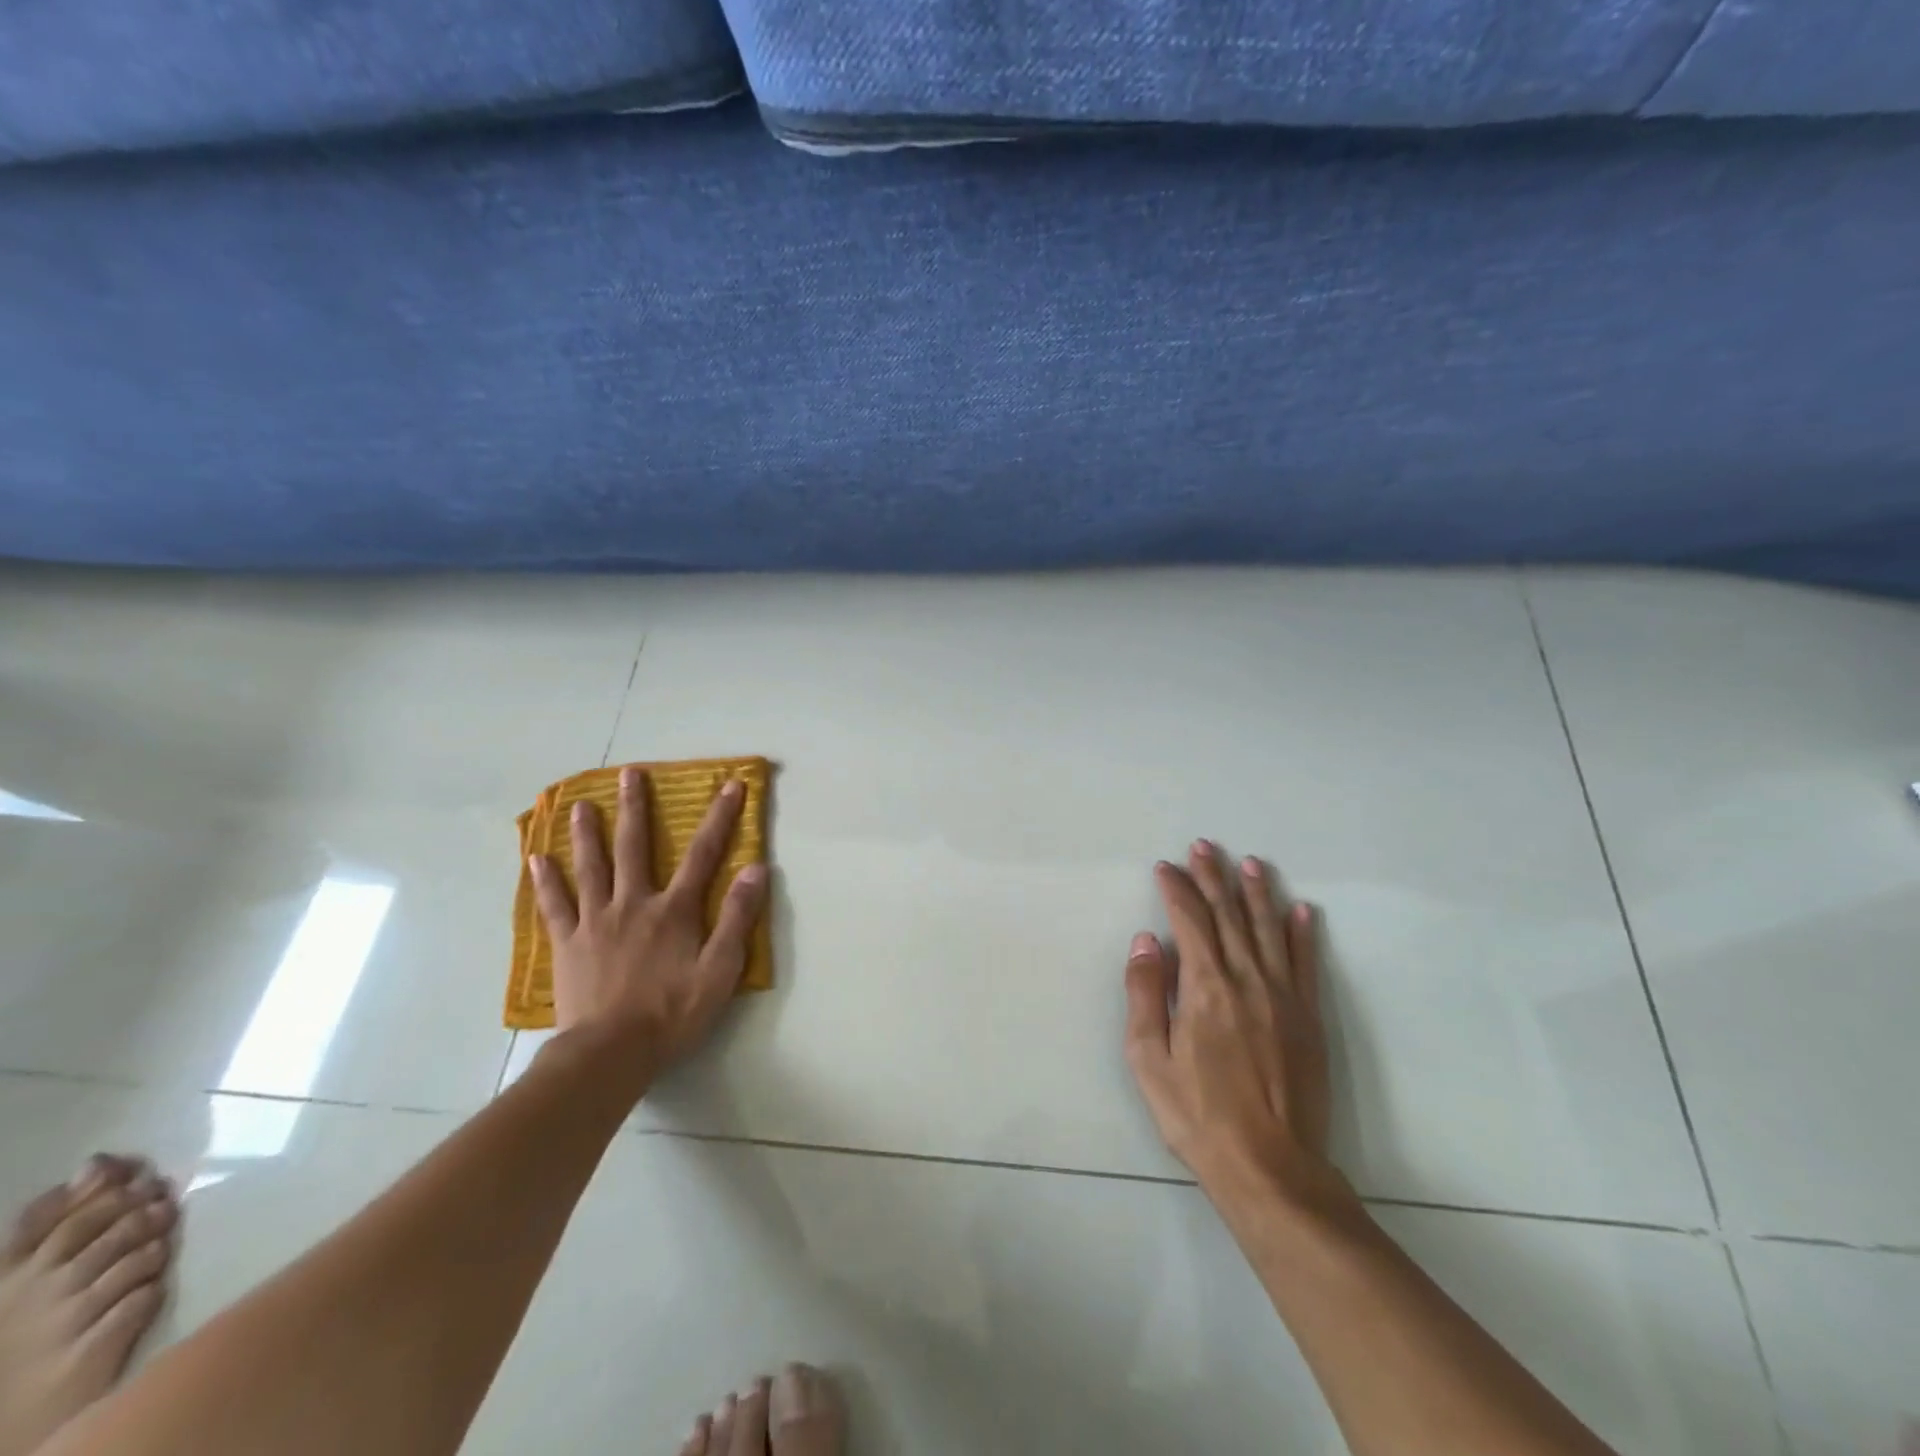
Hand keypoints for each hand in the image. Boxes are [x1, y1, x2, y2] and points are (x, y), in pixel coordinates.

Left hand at [528, 766, 766, 1075]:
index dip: (720, 818)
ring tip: (579, 804)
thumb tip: (756, 868)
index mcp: (674, 910)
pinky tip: (537, 859)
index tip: (730, 785)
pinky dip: (546, 881)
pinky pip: (555, 906)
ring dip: (587, 833)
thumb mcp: (720, 970)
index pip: (703, 854)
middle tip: (629, 774)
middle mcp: (634, 904)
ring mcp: (595, 921)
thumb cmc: (672, 1013)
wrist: (610, 1053)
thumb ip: (738, 918)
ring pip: (591, 867)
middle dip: (636, 808)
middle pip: (635, 847)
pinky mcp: (568, 944)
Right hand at [1124, 840, 1337, 1203]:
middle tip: (1204, 847)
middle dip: (1212, 877)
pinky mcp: (1308, 1017)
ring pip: (1268, 929)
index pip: (1190, 920)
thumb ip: (1145, 993)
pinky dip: (1302, 933)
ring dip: (1256, 893)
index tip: (1166, 867)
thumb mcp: (1149, 1059)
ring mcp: (1283, 997)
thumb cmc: (1198, 1114)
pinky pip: (1305, 963)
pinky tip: (1301, 909)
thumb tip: (1146, 941)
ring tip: (1249, 863)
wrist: (1270, 1166)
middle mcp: (1246, 979)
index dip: (1176, 889)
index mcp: (1204, 987)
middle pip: (1228, 915)